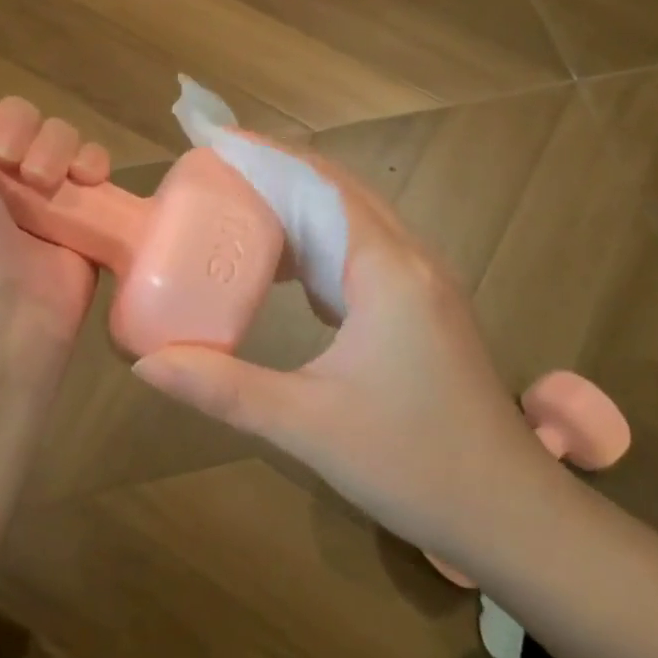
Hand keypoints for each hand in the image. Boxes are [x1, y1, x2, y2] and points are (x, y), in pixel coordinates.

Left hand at [0, 53, 103, 389]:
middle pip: (22, 116)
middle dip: (19, 130)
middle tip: (6, 166)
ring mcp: (37, 200)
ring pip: (61, 137)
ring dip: (56, 148)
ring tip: (45, 184)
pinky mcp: (78, 220)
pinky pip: (95, 168)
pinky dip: (95, 165)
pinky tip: (88, 181)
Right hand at [131, 147, 562, 568]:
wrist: (511, 516)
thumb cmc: (413, 462)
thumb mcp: (306, 425)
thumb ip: (222, 389)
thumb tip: (145, 364)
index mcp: (388, 270)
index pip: (322, 183)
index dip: (267, 157)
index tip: (215, 142)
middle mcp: (410, 261)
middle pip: (339, 192)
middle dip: (277, 176)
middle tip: (214, 175)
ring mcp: (423, 285)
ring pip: (355, 222)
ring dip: (300, 210)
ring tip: (240, 212)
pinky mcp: (423, 311)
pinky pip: (365, 255)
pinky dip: (321, 247)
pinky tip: (288, 273)